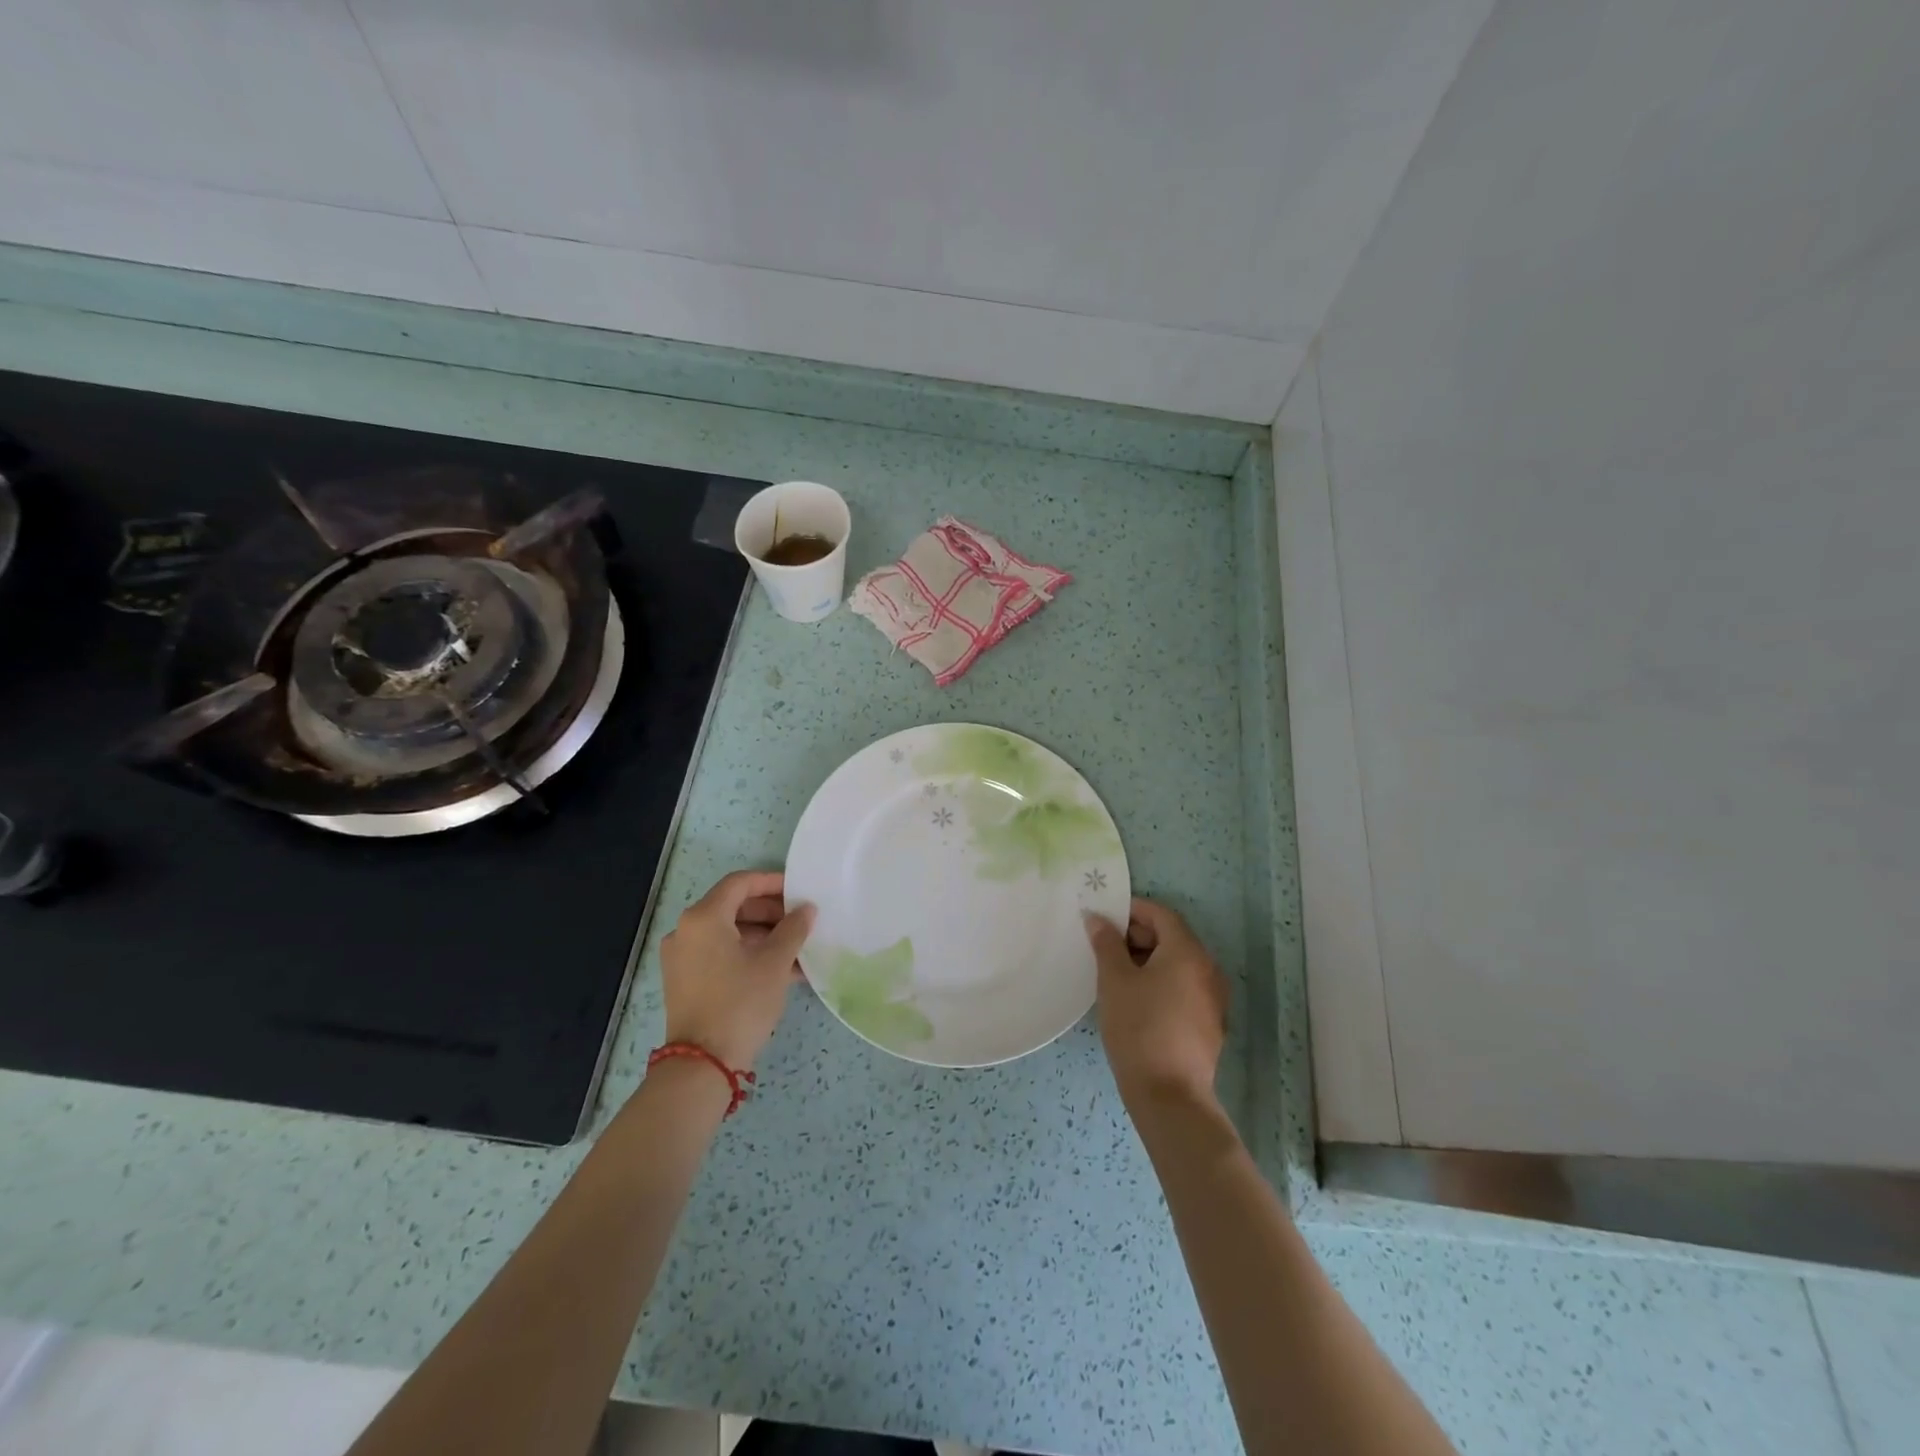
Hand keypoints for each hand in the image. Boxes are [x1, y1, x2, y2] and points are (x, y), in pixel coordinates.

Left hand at [660, 870, 813, 1070]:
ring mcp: (682, 957)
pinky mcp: (684, 980)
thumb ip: (793, 929)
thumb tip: (807, 909)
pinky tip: (779, 968)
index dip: (771, 882)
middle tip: (800, 920)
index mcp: (704, 918)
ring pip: (728, 933)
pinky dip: (746, 954)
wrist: (702, 1064)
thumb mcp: (774, 963)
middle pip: (732, 906)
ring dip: (762, 935)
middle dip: (770, 912)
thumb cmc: (740, 1002)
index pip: (740, 883)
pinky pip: (719, 954)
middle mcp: (686, 931)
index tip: (798, 890)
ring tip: (796, 948)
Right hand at [1085, 898, 1227, 1109]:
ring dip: (1149, 959)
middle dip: (1138, 935)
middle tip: (1105, 946)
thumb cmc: (1138, 1028)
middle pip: (1172, 937)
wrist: (1169, 1095)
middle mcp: (1208, 968)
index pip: (1161, 914)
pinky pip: (1184, 986)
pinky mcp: (1211, 1022)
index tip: (1104, 917)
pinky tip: (1137, 1000)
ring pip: (1178, 963)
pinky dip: (1162, 981)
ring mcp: (1213, 997)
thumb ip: (1106, 943)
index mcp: (1188, 952)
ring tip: (1116, 973)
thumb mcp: (1114, 980)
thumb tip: (1098, 919)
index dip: (1132, 910)